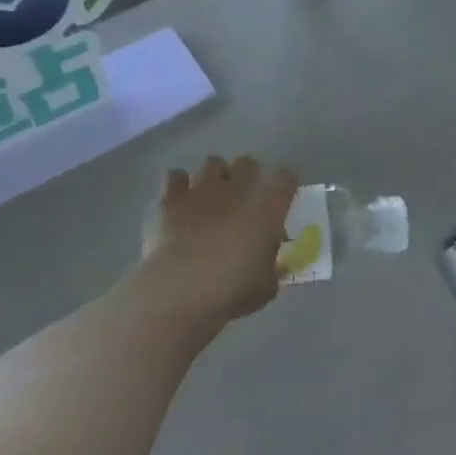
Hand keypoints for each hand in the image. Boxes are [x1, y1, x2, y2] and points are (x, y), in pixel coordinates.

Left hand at [140, 155, 297, 325]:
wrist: (178, 291)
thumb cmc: (231, 291)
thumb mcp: (265, 287)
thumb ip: (273, 270)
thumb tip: (276, 266)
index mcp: (267, 208)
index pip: (285, 178)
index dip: (284, 186)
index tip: (281, 200)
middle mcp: (237, 190)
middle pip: (248, 163)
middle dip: (248, 176)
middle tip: (244, 199)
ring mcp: (201, 190)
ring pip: (213, 163)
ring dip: (215, 177)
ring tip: (211, 197)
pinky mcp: (169, 198)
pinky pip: (174, 175)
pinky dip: (178, 185)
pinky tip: (179, 201)